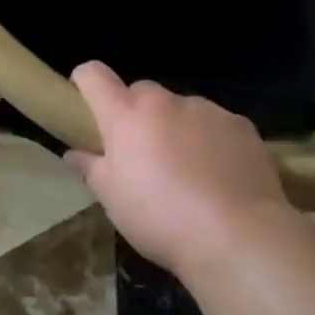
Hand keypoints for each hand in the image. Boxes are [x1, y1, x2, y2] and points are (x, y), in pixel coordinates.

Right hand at [69, 61, 293, 278]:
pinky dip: (211, 141)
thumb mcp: (112, 200)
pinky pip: (215, 124)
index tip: (85, 103)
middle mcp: (164, 102)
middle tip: (142, 154)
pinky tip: (221, 177)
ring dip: (176, 128)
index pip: (94, 75)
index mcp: (126, 115)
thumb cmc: (161, 218)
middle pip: (140, 93)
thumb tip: (74, 153)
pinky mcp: (240, 125)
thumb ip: (90, 168)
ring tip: (189, 172)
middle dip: (136, 115)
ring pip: (180, 109)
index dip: (85, 82)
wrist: (239, 238)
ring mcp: (205, 110)